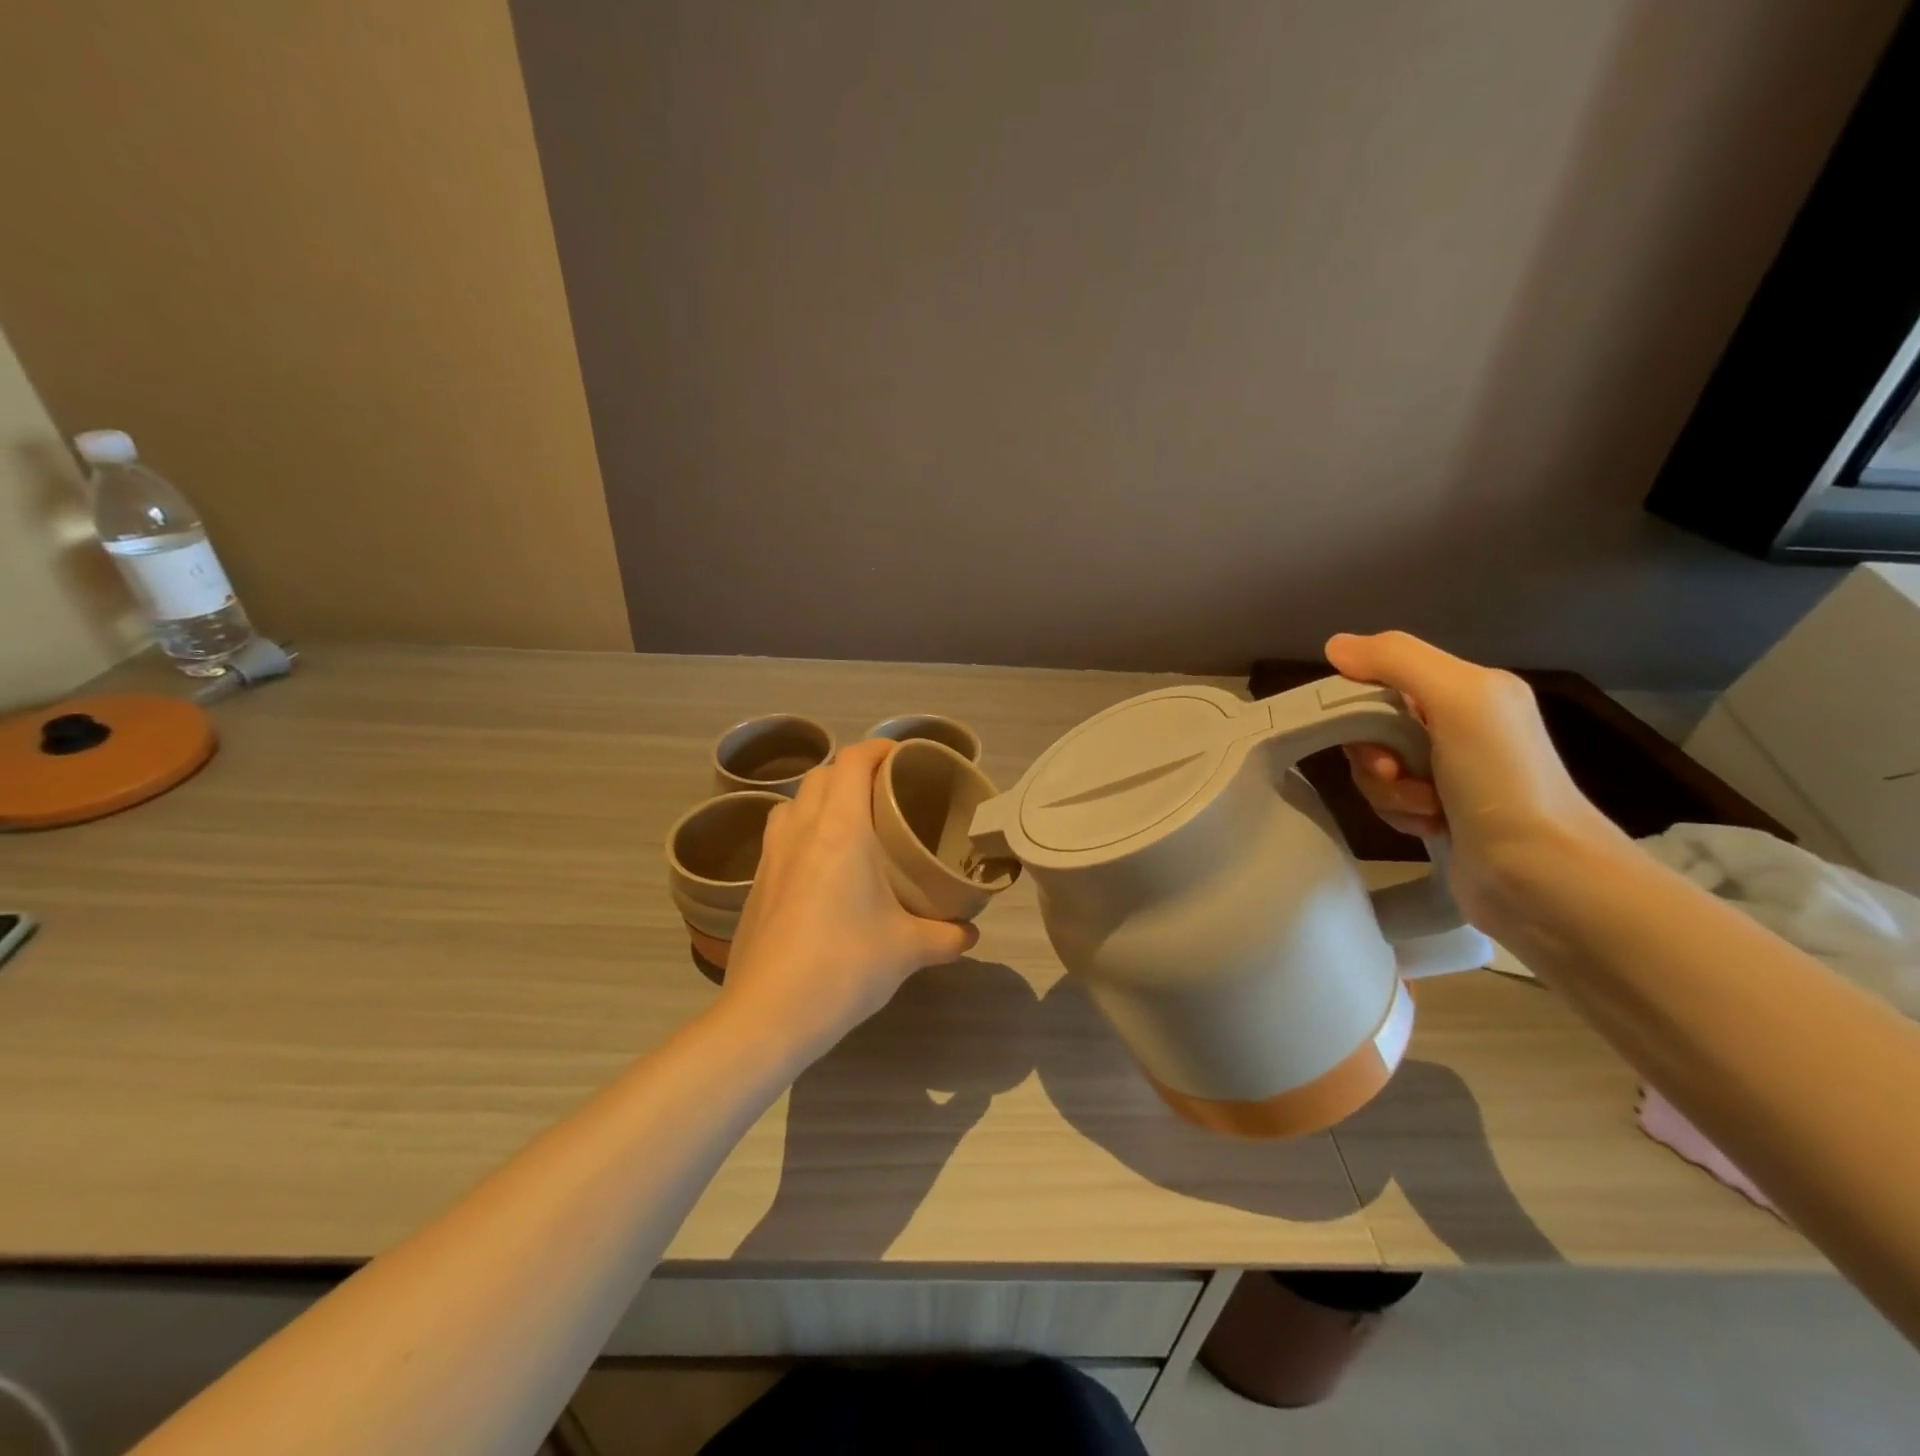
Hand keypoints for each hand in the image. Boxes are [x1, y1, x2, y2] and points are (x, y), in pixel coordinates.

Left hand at [720, 739, 978, 1053]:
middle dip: (853, 771)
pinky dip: (801, 831)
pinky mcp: (755, 884)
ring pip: (793, 803)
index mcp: (841, 829)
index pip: (854, 761)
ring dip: (820, 799)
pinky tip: (820, 868)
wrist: (769, 1014)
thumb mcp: (907, 950)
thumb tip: (970, 934)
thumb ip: (945, 936)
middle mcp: (801, 830)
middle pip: (822, 775)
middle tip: (884, 793)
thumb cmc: (845, 966)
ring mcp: (771, 856)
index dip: (879, 748)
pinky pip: (779, 836)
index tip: (903, 757)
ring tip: (849, 824)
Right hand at [1324, 631, 1622, 924]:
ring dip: (1388, 790)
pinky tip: (1430, 826)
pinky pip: (1388, 799)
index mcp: (1469, 690)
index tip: (1367, 731)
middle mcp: (1459, 725)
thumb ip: (1396, 660)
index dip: (1361, 703)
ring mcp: (1449, 772)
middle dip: (1374, 754)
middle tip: (1396, 772)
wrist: (1540, 874)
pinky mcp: (1439, 812)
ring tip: (1426, 808)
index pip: (1383, 679)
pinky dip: (1399, 813)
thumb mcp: (1457, 699)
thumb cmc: (1501, 779)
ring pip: (1375, 767)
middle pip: (1373, 726)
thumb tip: (1334, 645)